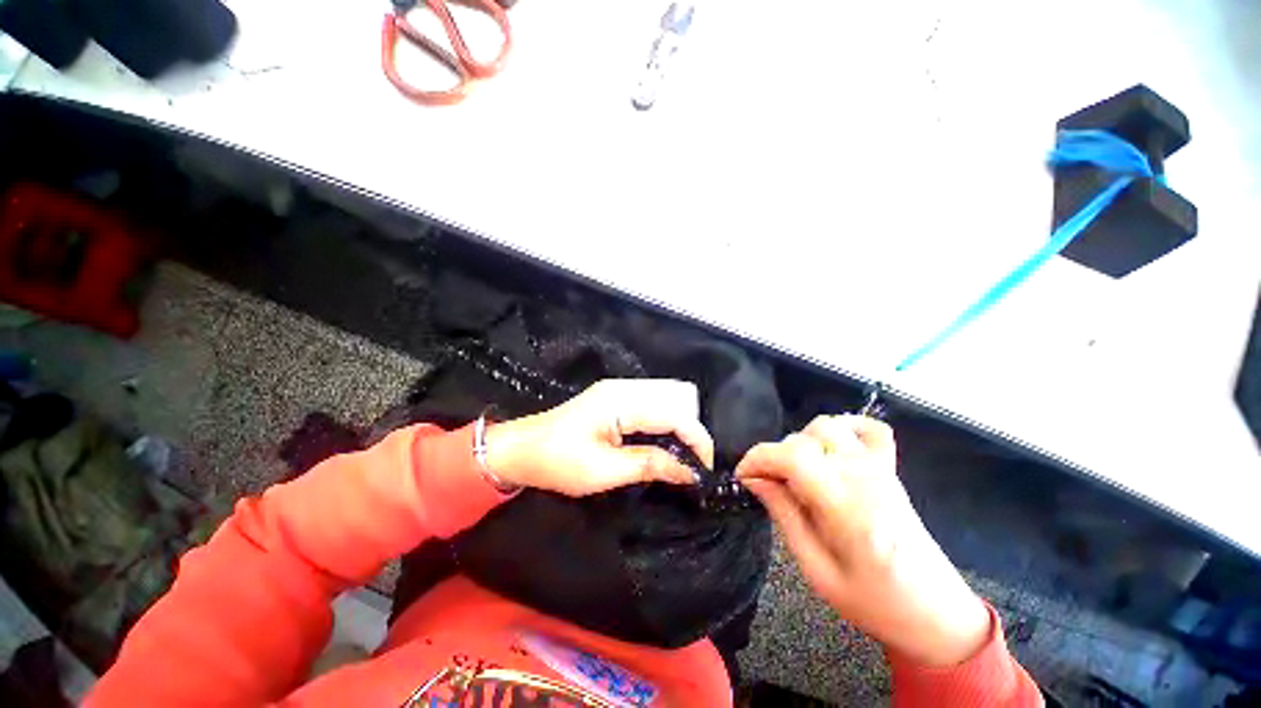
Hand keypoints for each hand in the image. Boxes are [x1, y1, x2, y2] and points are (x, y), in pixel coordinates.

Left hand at [483, 379, 714, 496]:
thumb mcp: (604, 470)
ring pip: (665, 403)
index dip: (696, 440)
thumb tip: (689, 471)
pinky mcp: (614, 399)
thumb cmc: (557, 462)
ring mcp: (618, 391)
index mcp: (621, 401)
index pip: (675, 414)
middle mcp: (624, 388)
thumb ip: (650, 465)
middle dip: (690, 433)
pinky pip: (651, 407)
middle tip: (691, 464)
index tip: (704, 469)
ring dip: (677, 429)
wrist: (520, 449)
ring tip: (680, 458)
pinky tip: (661, 445)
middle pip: (674, 403)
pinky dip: (663, 426)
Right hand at [735, 415, 990, 665]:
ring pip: (827, 426)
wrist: (936, 613)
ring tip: (798, 473)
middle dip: (774, 457)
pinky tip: (832, 449)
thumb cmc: (874, 602)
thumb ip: (783, 515)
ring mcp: (880, 468)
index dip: (757, 458)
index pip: (791, 456)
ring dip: (801, 442)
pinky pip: (869, 429)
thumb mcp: (816, 570)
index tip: (743, 477)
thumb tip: (754, 480)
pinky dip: (845, 428)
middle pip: (802, 439)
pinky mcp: (889, 469)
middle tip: (769, 487)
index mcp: (846, 508)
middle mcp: (863, 477)